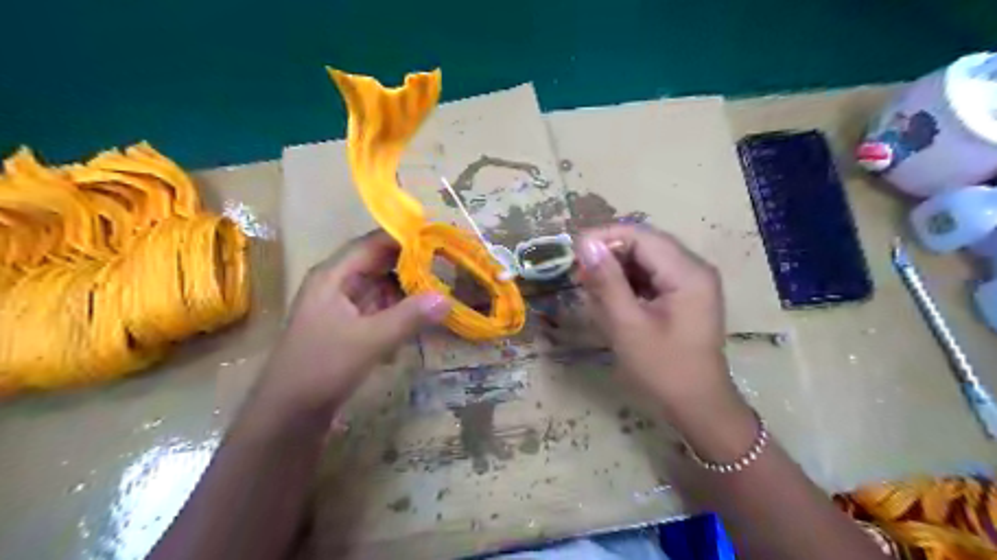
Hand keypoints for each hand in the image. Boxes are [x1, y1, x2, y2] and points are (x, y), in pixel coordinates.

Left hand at [255, 230, 447, 419]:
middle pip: (379, 264)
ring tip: (442, 288)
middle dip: (412, 264)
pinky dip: (400, 310)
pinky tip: (422, 318)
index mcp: (333, 276)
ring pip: (382, 288)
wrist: (287, 415)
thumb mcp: (369, 340)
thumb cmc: (321, 368)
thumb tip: (446, 298)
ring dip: (408, 289)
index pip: (373, 244)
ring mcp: (342, 307)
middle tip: (448, 264)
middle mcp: (337, 285)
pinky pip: (380, 309)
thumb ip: (409, 317)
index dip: (404, 238)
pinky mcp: (349, 328)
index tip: (439, 237)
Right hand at [578, 224, 738, 420]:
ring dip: (617, 268)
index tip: (573, 253)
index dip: (604, 237)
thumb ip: (607, 282)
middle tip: (578, 273)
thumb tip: (585, 244)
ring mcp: (691, 281)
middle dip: (609, 254)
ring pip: (646, 259)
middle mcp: (694, 268)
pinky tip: (611, 298)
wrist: (698, 406)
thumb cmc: (663, 369)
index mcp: (687, 273)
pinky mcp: (685, 295)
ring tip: (590, 287)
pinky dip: (628, 282)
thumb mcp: (628, 325)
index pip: (641, 236)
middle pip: (645, 244)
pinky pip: (651, 276)